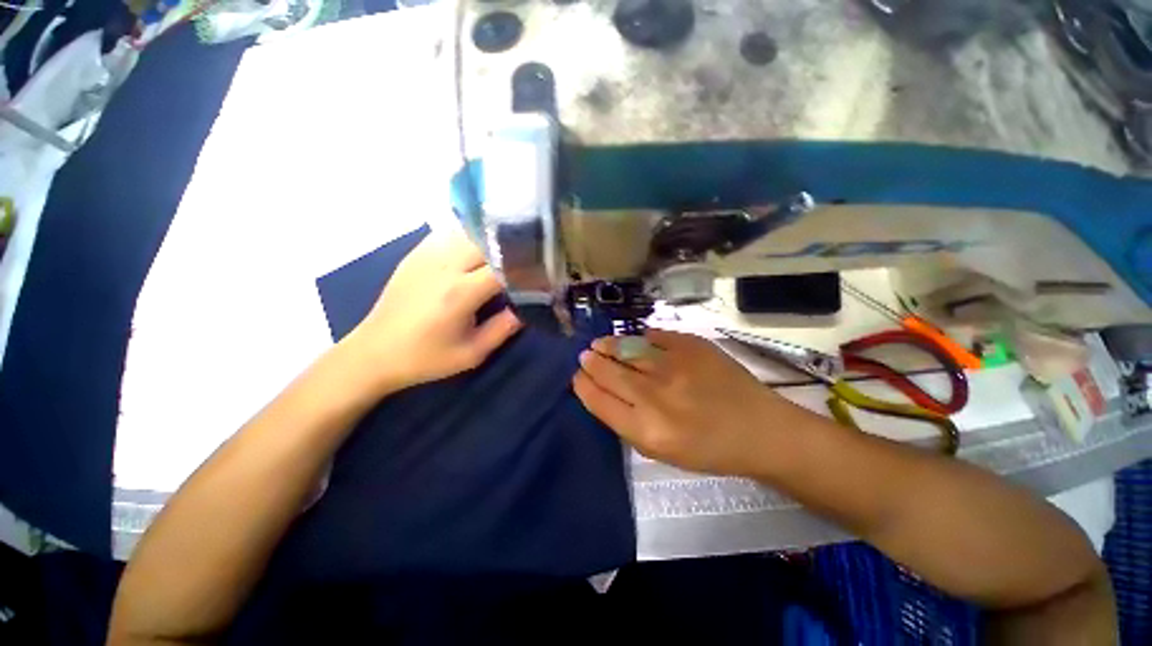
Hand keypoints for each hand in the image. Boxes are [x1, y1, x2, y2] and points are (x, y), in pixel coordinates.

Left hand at [342, 231, 521, 394]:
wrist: (374, 352)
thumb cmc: (426, 358)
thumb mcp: (472, 353)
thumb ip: (504, 328)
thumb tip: (530, 306)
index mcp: (460, 292)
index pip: (503, 266)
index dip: (526, 266)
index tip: (542, 271)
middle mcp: (444, 266)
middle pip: (488, 242)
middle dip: (512, 249)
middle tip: (528, 259)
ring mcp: (427, 255)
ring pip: (469, 233)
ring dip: (492, 241)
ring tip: (508, 252)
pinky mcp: (416, 253)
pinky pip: (449, 234)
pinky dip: (470, 238)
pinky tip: (477, 249)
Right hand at [573, 329, 806, 475]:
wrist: (760, 430)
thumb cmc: (709, 450)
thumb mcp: (661, 452)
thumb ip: (628, 423)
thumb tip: (603, 392)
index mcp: (648, 430)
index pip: (600, 401)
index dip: (584, 386)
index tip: (577, 378)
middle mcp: (657, 396)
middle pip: (609, 372)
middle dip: (591, 362)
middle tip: (585, 356)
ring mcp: (675, 366)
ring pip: (627, 348)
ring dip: (608, 345)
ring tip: (598, 344)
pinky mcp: (692, 345)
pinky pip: (654, 336)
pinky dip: (639, 337)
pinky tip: (634, 340)